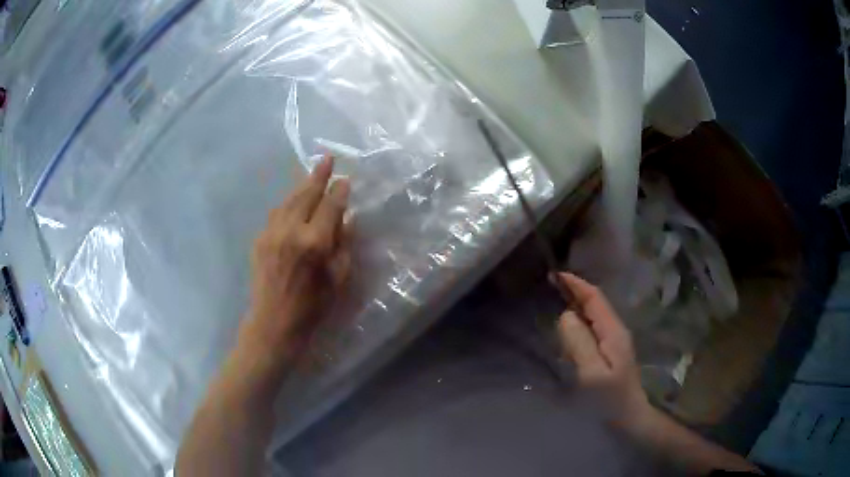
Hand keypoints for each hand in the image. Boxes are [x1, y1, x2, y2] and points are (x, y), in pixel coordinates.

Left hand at [243, 155, 350, 365]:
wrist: (273, 322)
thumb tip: (346, 219)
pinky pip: (276, 213)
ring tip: (311, 174)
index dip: (339, 190)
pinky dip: (288, 202)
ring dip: (301, 186)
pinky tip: (293, 201)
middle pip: (306, 194)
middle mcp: (291, 231)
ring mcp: (272, 233)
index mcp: (315, 243)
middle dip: (318, 175)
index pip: (331, 206)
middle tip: (326, 158)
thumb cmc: (312, 307)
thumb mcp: (338, 279)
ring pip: (288, 200)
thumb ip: (343, 245)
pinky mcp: (260, 239)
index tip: (345, 180)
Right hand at [553, 272, 652, 433]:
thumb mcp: (592, 373)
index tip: (555, 274)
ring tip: (554, 306)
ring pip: (592, 317)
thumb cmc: (610, 399)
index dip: (576, 284)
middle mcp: (615, 331)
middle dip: (574, 293)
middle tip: (549, 288)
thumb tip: (566, 315)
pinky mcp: (610, 355)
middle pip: (594, 304)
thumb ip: (580, 342)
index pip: (595, 298)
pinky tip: (566, 335)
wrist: (629, 418)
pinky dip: (577, 326)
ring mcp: (614, 343)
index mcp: (613, 331)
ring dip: (575, 309)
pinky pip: (591, 332)